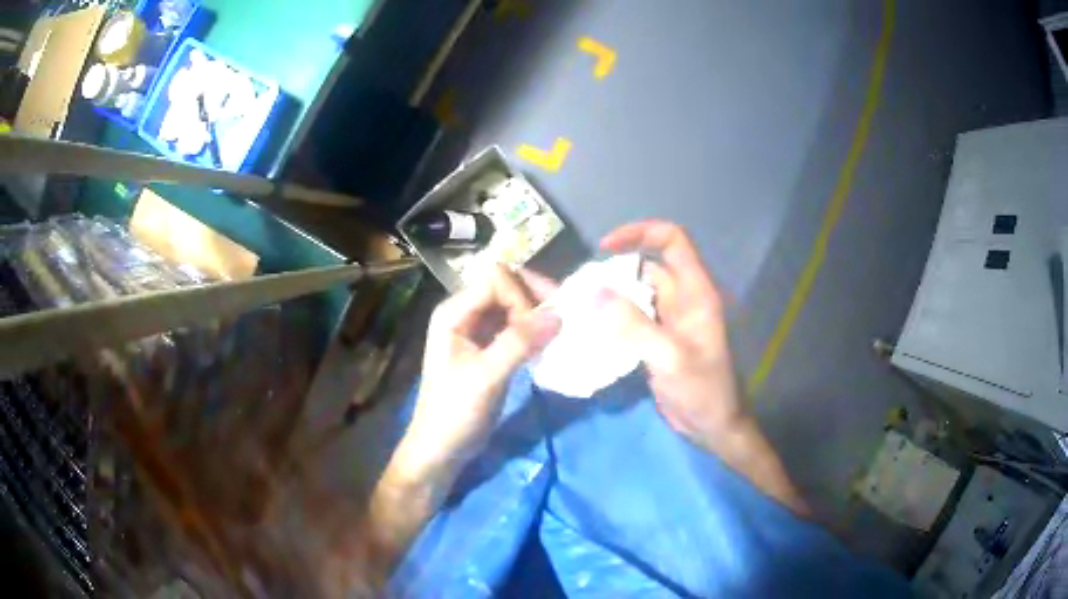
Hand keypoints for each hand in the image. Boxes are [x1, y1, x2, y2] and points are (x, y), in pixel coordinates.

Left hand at [361, 267, 560, 580]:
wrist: (442, 449)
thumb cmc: (453, 413)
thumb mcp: (485, 377)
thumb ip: (519, 343)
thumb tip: (559, 314)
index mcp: (453, 312)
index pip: (496, 280)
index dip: (521, 296)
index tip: (539, 327)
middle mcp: (465, 313)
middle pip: (507, 286)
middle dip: (534, 298)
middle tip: (561, 320)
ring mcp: (478, 331)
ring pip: (515, 305)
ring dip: (538, 314)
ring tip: (560, 331)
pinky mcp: (491, 349)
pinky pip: (517, 327)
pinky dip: (535, 331)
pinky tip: (550, 343)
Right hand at [600, 221, 808, 514]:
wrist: (713, 426)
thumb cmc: (703, 390)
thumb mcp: (670, 357)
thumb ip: (634, 325)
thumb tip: (594, 293)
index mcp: (695, 292)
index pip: (673, 241)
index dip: (641, 233)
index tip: (605, 247)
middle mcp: (682, 299)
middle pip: (647, 268)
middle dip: (615, 271)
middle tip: (580, 288)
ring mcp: (670, 320)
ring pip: (637, 294)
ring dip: (611, 297)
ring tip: (577, 306)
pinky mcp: (658, 340)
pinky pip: (633, 318)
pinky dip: (613, 319)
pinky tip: (589, 329)